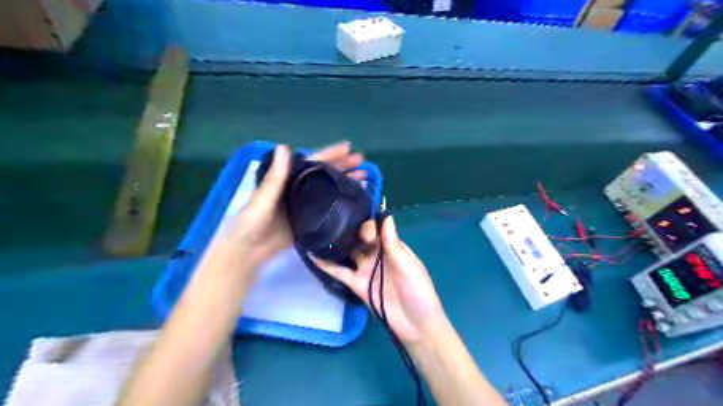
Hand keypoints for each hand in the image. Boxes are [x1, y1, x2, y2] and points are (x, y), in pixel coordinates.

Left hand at [201, 142, 363, 284]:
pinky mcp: (310, 220)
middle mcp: (299, 189)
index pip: (312, 162)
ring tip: (365, 177)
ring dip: (345, 182)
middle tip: (362, 161)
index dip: (330, 154)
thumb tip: (285, 147)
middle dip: (343, 166)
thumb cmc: (251, 223)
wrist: (248, 251)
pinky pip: (328, 207)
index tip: (348, 147)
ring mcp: (306, 205)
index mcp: (288, 180)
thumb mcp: (262, 199)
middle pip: (324, 174)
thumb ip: (275, 177)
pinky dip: (341, 202)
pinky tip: (353, 200)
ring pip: (329, 189)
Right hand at [316, 218, 446, 343]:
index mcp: (392, 248)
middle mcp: (377, 255)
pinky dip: (327, 265)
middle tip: (334, 223)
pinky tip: (313, 256)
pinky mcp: (357, 285)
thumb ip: (393, 244)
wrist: (416, 326)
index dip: (368, 223)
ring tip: (319, 231)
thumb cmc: (418, 291)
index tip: (357, 218)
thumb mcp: (408, 266)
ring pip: (349, 252)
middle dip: (350, 230)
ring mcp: (365, 270)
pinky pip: (340, 273)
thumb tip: (387, 216)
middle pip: (361, 238)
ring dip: (336, 244)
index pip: (378, 229)